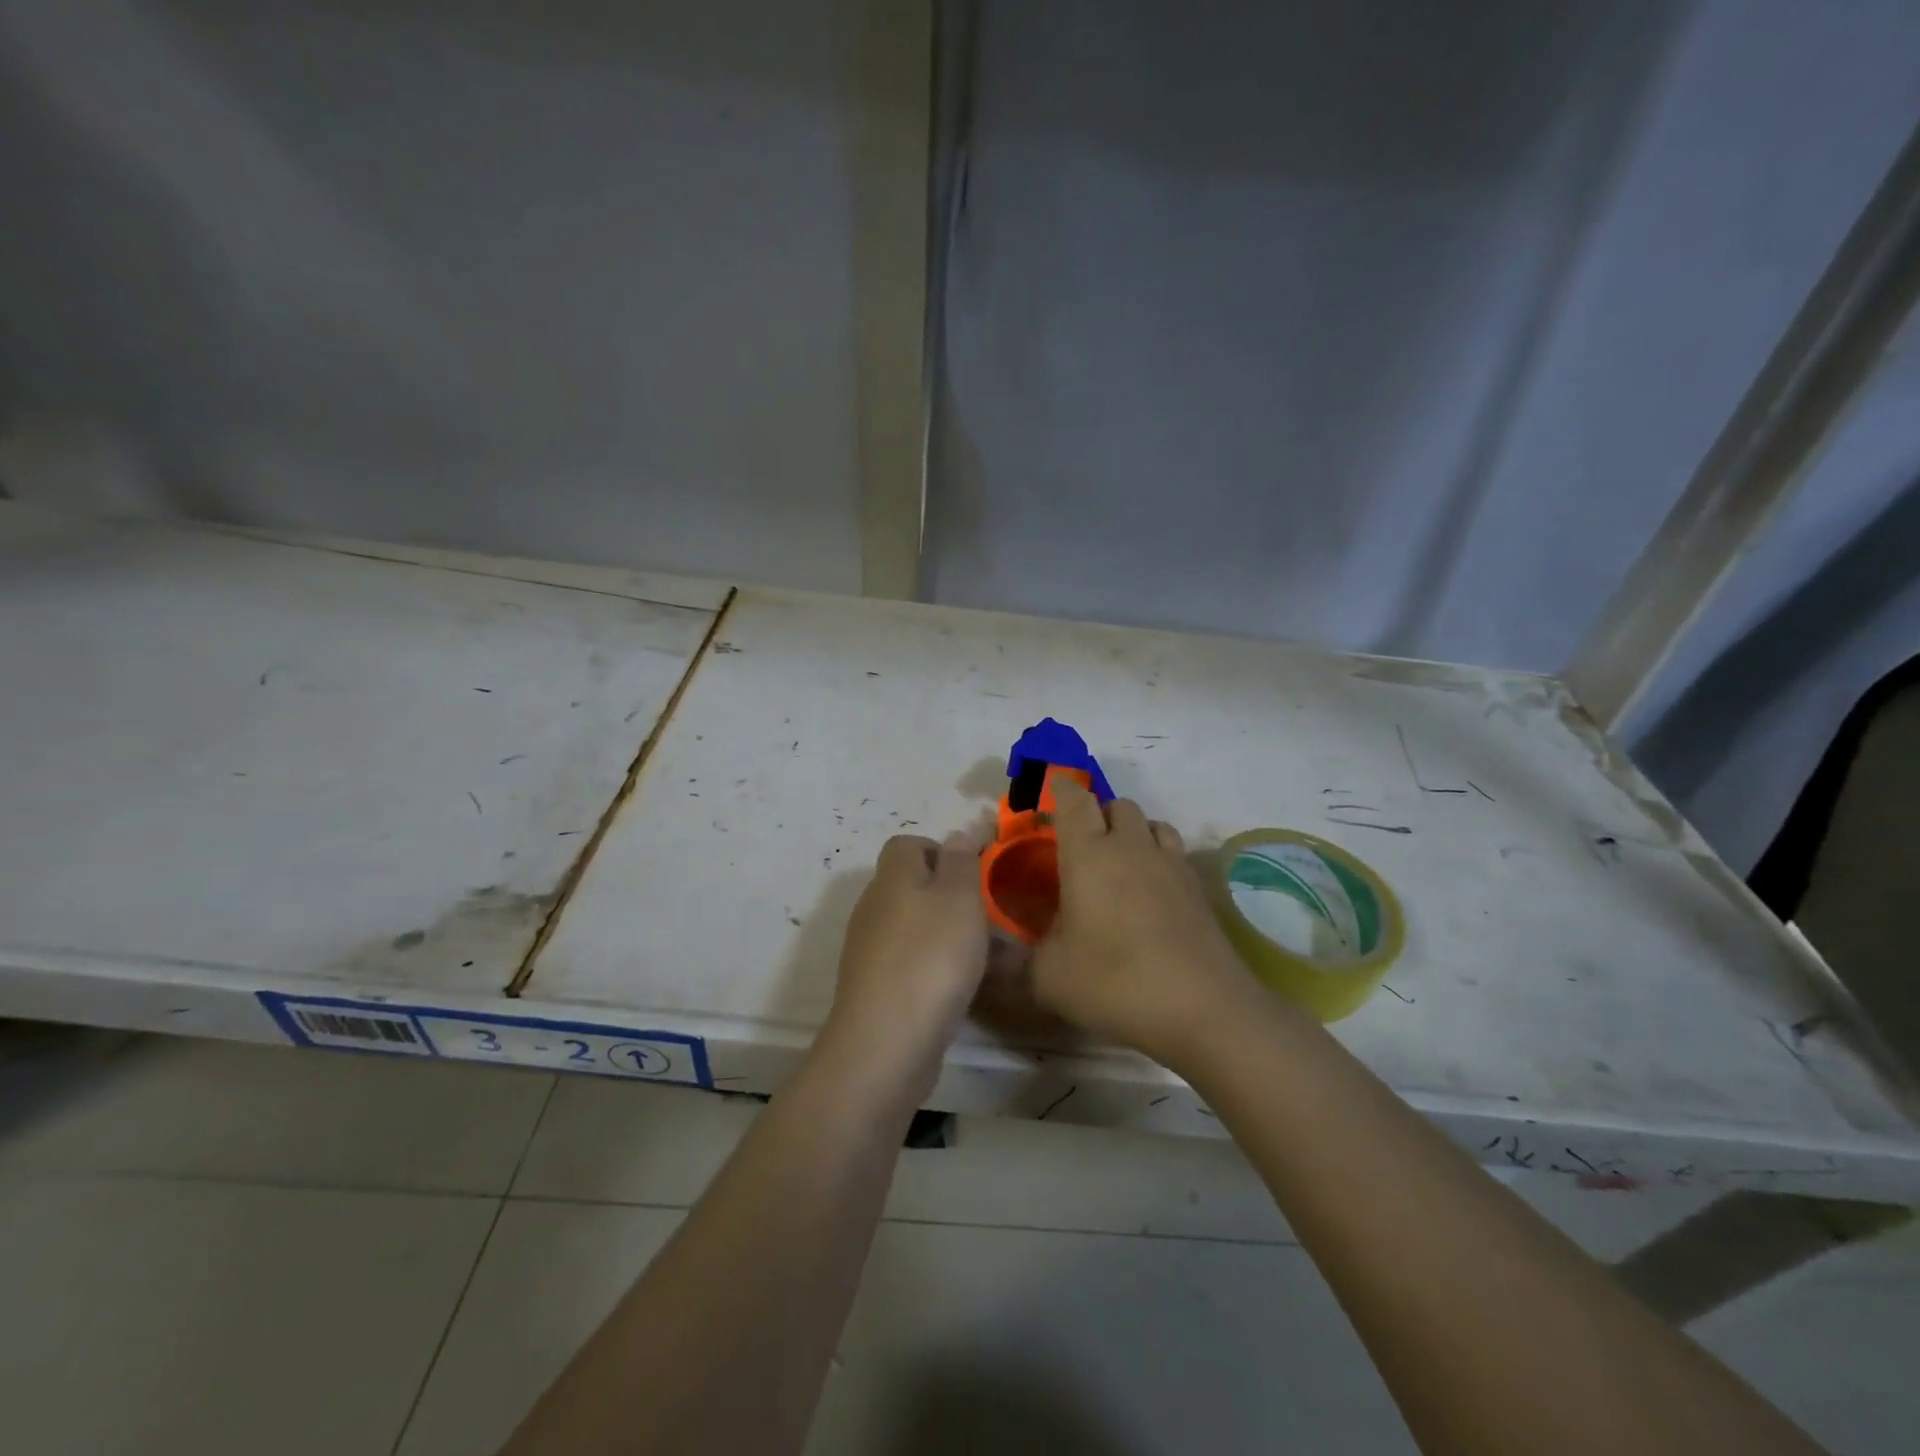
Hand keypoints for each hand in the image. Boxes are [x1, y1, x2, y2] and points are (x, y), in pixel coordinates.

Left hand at [821, 831, 989, 1099]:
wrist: (886, 1043)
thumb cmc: (931, 957)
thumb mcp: (959, 897)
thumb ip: (961, 861)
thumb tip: (958, 834)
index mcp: (892, 877)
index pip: (909, 844)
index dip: (943, 851)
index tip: (976, 873)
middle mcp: (875, 907)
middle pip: (914, 887)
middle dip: (954, 898)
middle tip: (990, 918)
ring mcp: (872, 950)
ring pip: (918, 928)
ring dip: (951, 936)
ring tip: (990, 957)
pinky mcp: (877, 988)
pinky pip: (914, 963)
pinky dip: (939, 968)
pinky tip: (965, 988)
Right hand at [1028, 779, 1258, 1068]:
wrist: (1202, 1007)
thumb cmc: (1114, 982)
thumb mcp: (1048, 978)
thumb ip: (1021, 959)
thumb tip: (1006, 955)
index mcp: (1088, 855)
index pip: (1074, 800)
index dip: (1061, 789)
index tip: (1050, 795)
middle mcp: (1130, 847)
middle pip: (1116, 803)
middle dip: (1097, 813)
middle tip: (1082, 846)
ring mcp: (1169, 863)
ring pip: (1150, 822)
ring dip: (1132, 831)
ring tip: (1119, 863)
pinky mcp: (1197, 886)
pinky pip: (1173, 850)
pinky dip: (1158, 855)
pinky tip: (1151, 890)